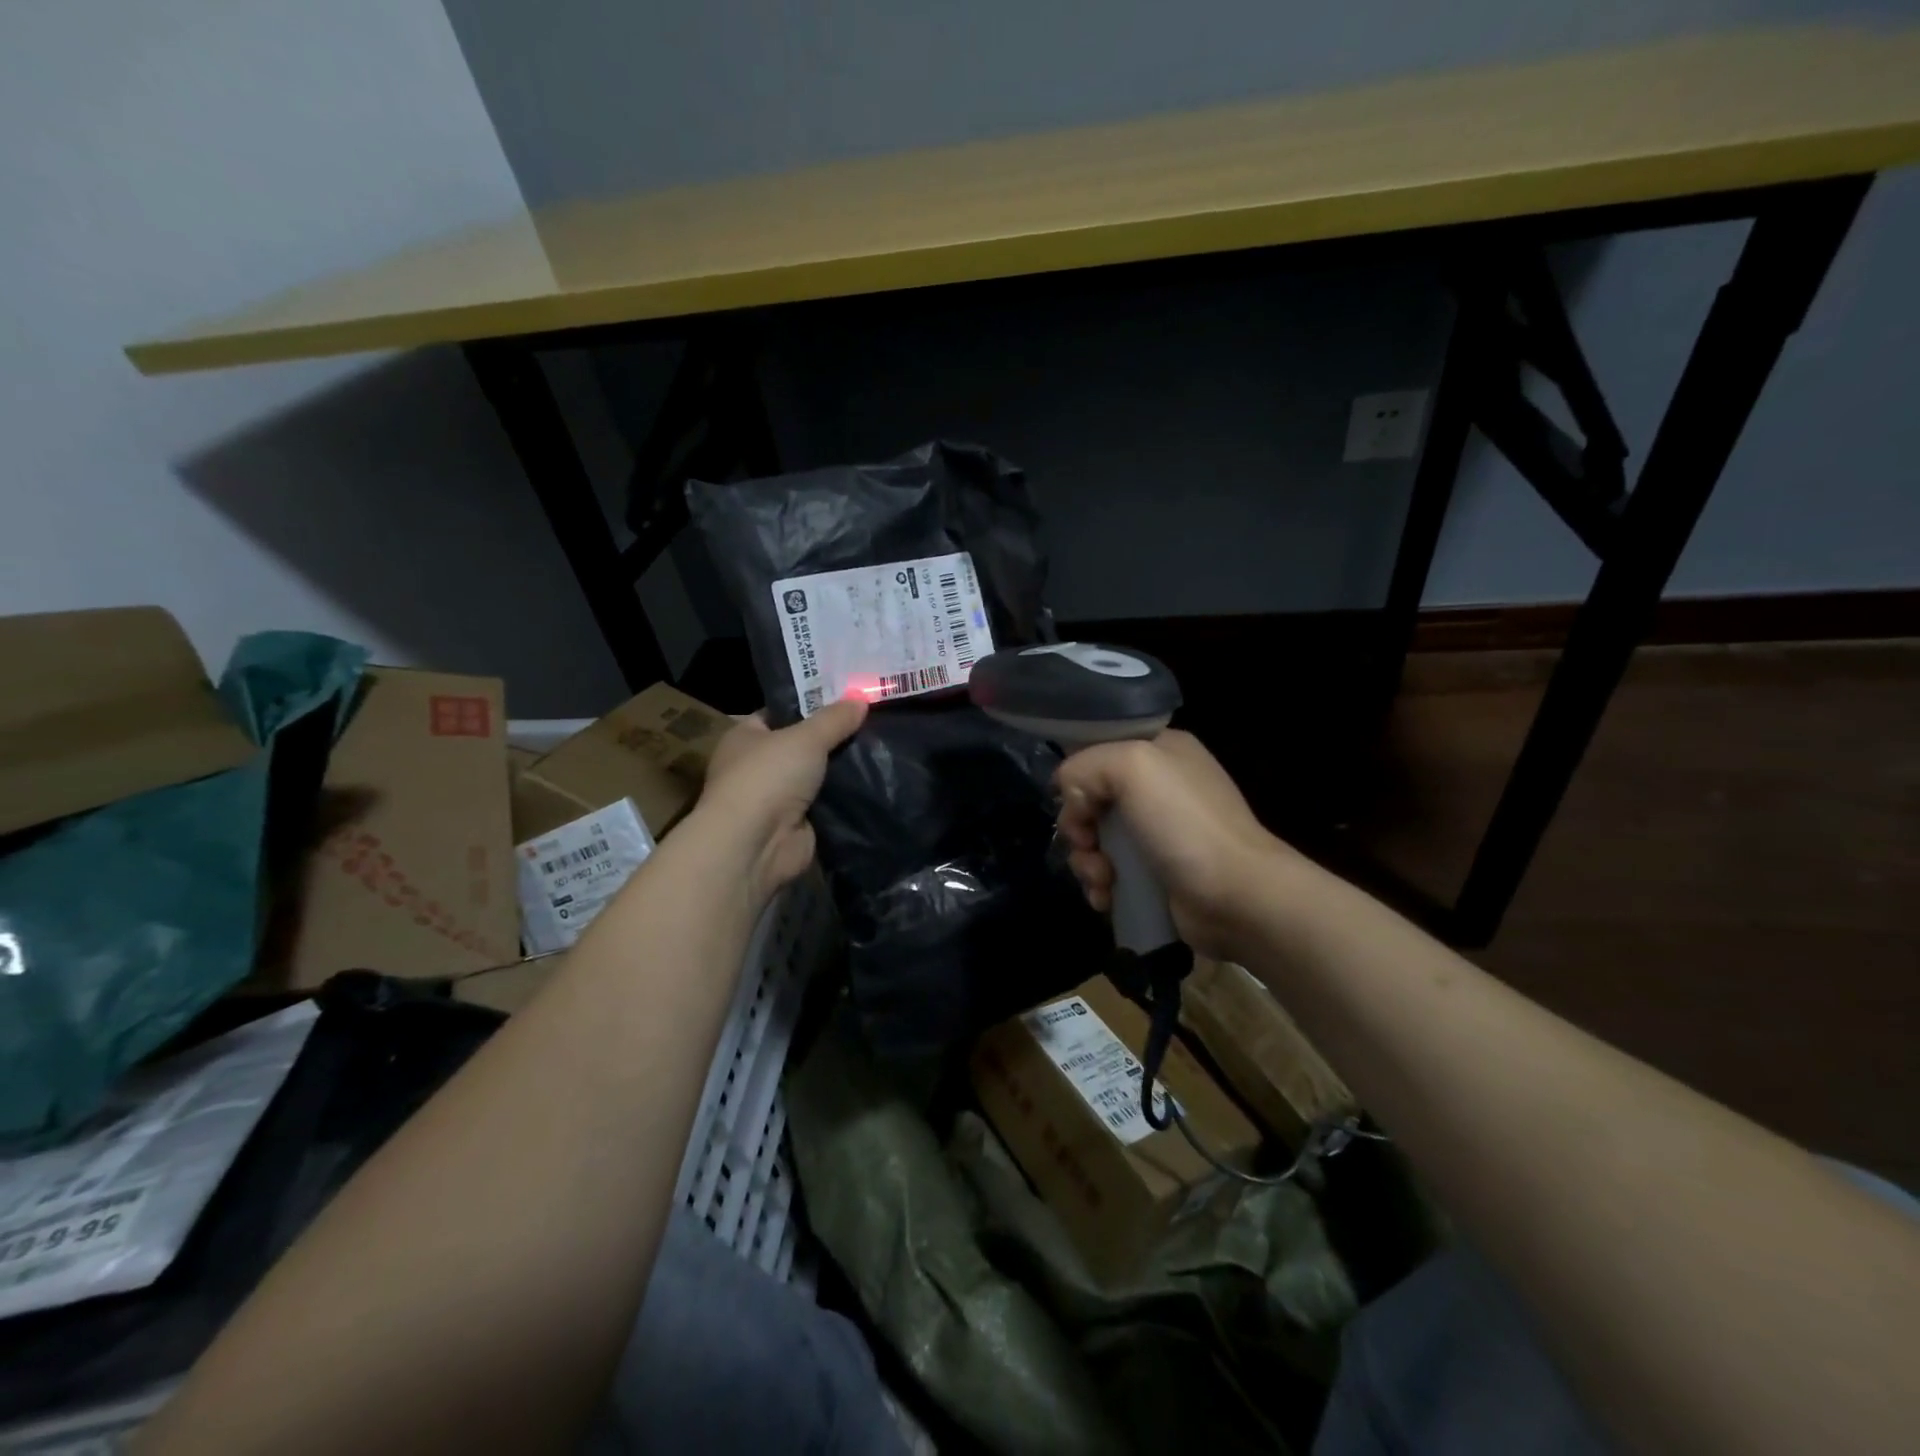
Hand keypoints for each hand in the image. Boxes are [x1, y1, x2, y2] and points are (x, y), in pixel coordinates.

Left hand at [694, 698, 867, 903]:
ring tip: (885, 747)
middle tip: (875, 719)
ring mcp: (779, 797)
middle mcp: (759, 765)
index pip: (781, 712)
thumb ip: (835, 718)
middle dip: (835, 736)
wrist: (755, 845)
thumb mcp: (806, 737)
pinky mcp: (799, 824)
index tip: (849, 695)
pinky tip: (878, 782)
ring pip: (819, 775)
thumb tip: (861, 698)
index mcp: (747, 736)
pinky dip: (848, 797)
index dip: (812, 703)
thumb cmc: (767, 777)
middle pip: (804, 744)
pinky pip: (830, 803)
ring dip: (845, 768)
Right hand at [1055, 730, 1295, 960]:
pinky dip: (1100, 885)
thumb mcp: (1132, 766)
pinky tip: (1107, 898)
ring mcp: (1158, 832)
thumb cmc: (1184, 824)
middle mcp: (1159, 786)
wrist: (1237, 896)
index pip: (1099, 750)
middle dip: (1079, 826)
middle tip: (1087, 844)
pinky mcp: (1155, 872)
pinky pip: (1109, 871)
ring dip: (1086, 862)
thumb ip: (1085, 767)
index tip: (1078, 803)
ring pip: (1095, 838)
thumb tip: (1073, 804)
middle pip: (1091, 798)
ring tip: (1102, 880)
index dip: (1080, 776)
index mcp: (1160, 750)